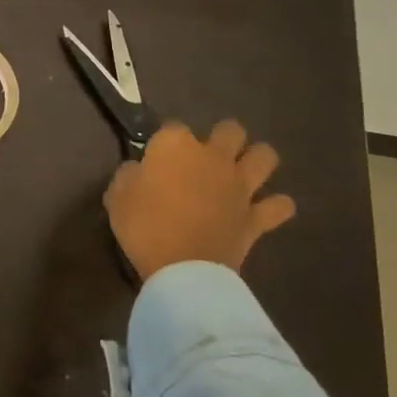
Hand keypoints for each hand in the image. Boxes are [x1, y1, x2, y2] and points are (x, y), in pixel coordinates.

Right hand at [104, 120, 295, 281]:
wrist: (183, 268)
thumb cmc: (144, 226)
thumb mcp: (116, 196)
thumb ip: (129, 175)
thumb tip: (138, 170)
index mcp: (176, 147)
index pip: (171, 127)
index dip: (163, 141)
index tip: (155, 158)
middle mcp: (213, 157)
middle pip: (230, 130)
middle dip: (221, 137)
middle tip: (205, 157)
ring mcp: (240, 185)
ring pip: (265, 156)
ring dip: (256, 160)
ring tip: (243, 171)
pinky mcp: (257, 216)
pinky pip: (280, 205)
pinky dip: (275, 206)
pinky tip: (267, 209)